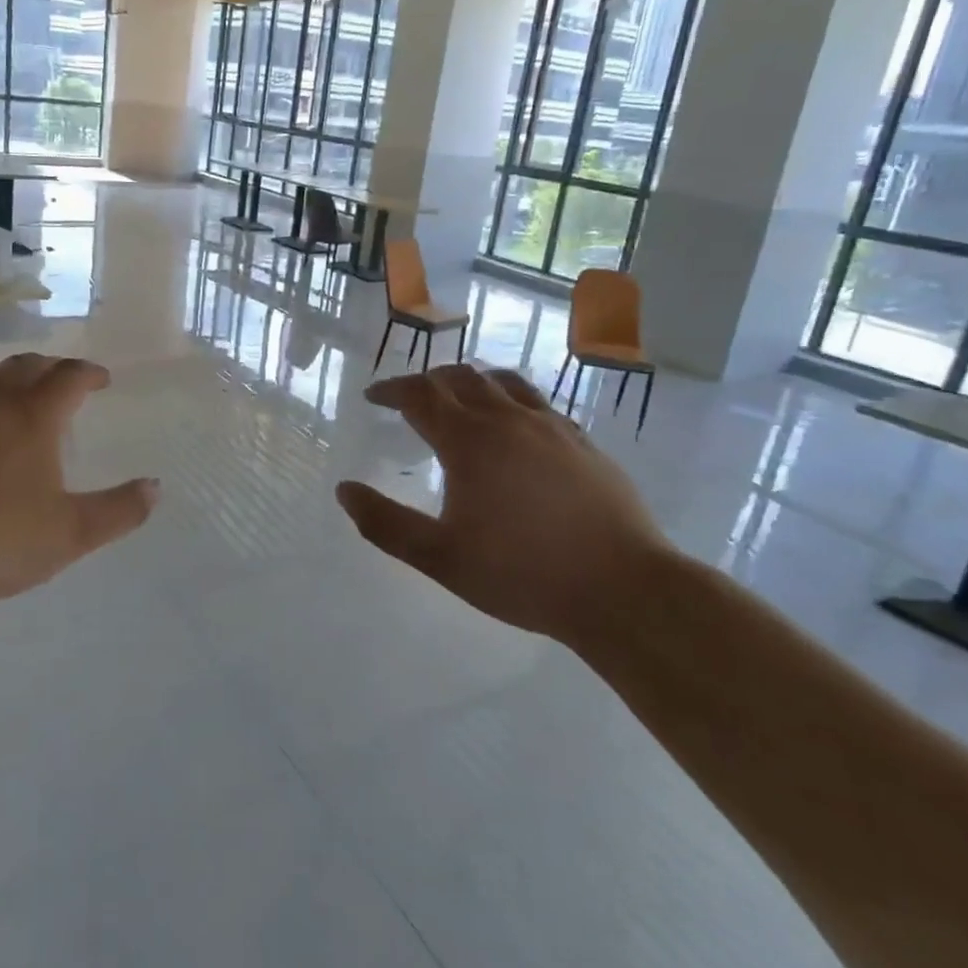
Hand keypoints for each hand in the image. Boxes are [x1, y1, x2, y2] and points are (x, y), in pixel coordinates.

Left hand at [0, 354, 158, 604]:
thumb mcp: (71, 535)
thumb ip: (120, 511)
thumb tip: (156, 488)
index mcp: (32, 415)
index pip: (69, 376)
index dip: (89, 373)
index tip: (101, 380)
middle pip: (24, 365)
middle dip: (49, 369)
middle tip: (60, 383)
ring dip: (2, 376)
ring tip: (10, 392)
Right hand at [337, 365, 671, 643]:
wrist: (623, 589)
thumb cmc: (522, 574)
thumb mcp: (439, 558)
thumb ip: (385, 523)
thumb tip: (343, 490)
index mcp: (469, 441)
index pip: (419, 394)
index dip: (391, 389)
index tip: (373, 396)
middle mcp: (508, 419)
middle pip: (460, 378)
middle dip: (427, 380)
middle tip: (410, 398)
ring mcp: (551, 427)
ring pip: (503, 382)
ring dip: (471, 382)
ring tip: (459, 399)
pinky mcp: (583, 442)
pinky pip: (538, 403)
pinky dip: (510, 400)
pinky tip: (515, 426)